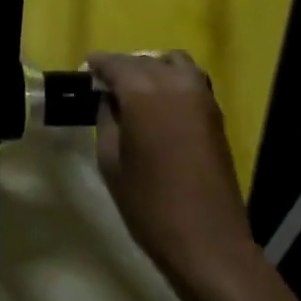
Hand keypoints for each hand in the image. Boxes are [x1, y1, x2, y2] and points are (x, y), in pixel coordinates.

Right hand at [89, 51, 255, 285]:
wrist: (207, 240)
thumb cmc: (149, 204)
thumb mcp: (111, 160)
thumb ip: (107, 120)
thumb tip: (109, 99)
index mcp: (143, 91)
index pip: (115, 63)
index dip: (97, 65)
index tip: (85, 72)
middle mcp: (174, 82)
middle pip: (143, 60)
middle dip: (122, 68)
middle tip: (105, 87)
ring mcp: (200, 95)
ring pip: (172, 63)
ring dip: (151, 69)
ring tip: (135, 92)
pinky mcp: (215, 113)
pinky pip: (190, 79)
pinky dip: (172, 80)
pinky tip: (160, 105)